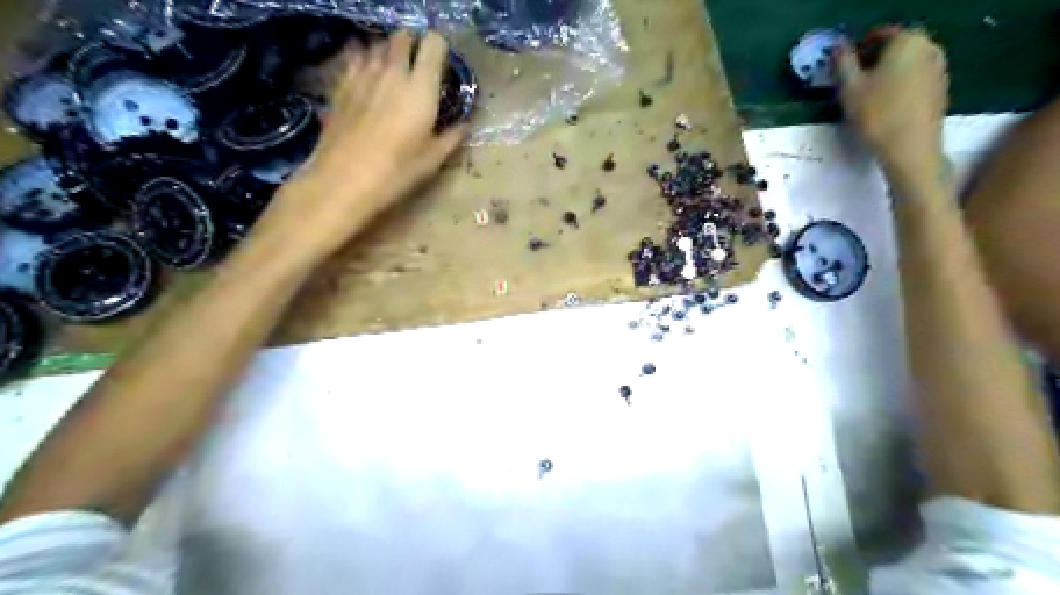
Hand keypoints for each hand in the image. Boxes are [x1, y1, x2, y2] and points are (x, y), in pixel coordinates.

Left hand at [252, 30, 466, 262]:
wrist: (344, 179)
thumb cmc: (397, 171)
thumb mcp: (433, 160)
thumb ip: (452, 137)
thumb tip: (465, 125)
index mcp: (421, 87)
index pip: (433, 44)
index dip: (439, 48)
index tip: (441, 62)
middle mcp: (393, 71)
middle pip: (403, 36)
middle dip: (412, 44)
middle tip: (417, 65)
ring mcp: (363, 74)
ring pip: (377, 44)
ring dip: (388, 51)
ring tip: (393, 71)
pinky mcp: (341, 83)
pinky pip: (354, 57)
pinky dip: (363, 59)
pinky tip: (366, 77)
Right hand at [837, 30, 953, 187]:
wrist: (910, 148)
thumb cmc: (877, 115)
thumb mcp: (849, 88)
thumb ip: (842, 62)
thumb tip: (838, 46)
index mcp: (908, 40)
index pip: (878, 34)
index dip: (857, 50)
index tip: (842, 71)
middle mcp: (929, 47)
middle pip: (894, 47)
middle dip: (872, 62)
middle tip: (851, 85)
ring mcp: (938, 68)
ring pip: (905, 64)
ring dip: (885, 75)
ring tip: (865, 99)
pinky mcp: (940, 89)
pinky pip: (914, 80)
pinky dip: (898, 87)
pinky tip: (884, 109)